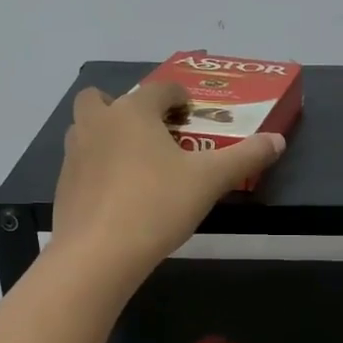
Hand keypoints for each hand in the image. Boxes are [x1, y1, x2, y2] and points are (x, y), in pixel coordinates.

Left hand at [50, 81, 284, 281]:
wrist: (99, 254)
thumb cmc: (157, 206)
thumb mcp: (209, 181)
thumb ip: (245, 157)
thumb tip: (279, 140)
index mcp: (133, 112)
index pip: (158, 89)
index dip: (177, 96)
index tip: (190, 111)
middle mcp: (97, 124)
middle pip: (102, 99)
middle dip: (124, 108)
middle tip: (150, 132)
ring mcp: (74, 155)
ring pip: (86, 130)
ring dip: (106, 135)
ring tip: (134, 163)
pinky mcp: (63, 186)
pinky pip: (81, 165)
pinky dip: (96, 169)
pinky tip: (117, 195)